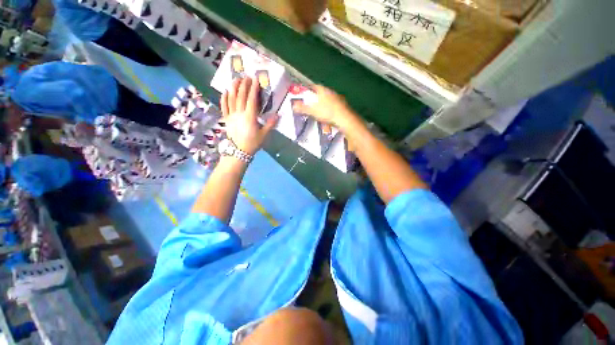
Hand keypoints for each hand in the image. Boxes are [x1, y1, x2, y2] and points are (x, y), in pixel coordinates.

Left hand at [220, 78, 278, 155]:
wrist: (238, 151)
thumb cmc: (252, 143)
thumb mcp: (264, 135)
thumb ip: (270, 124)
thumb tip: (278, 115)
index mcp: (250, 117)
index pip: (251, 99)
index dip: (253, 89)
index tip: (255, 80)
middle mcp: (239, 113)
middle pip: (240, 96)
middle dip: (244, 85)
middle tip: (247, 76)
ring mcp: (231, 115)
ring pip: (231, 98)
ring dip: (233, 88)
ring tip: (236, 79)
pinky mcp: (226, 119)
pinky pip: (224, 106)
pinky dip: (224, 98)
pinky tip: (225, 91)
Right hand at [292, 85, 358, 130]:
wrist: (344, 119)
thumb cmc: (327, 113)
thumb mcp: (312, 111)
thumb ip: (303, 108)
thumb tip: (293, 105)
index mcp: (323, 91)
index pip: (315, 86)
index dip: (309, 89)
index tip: (306, 94)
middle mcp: (331, 92)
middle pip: (322, 93)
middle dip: (316, 97)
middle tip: (312, 104)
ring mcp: (338, 98)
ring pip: (329, 99)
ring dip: (324, 103)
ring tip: (320, 110)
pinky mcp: (343, 105)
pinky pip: (334, 105)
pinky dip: (330, 109)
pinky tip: (329, 115)